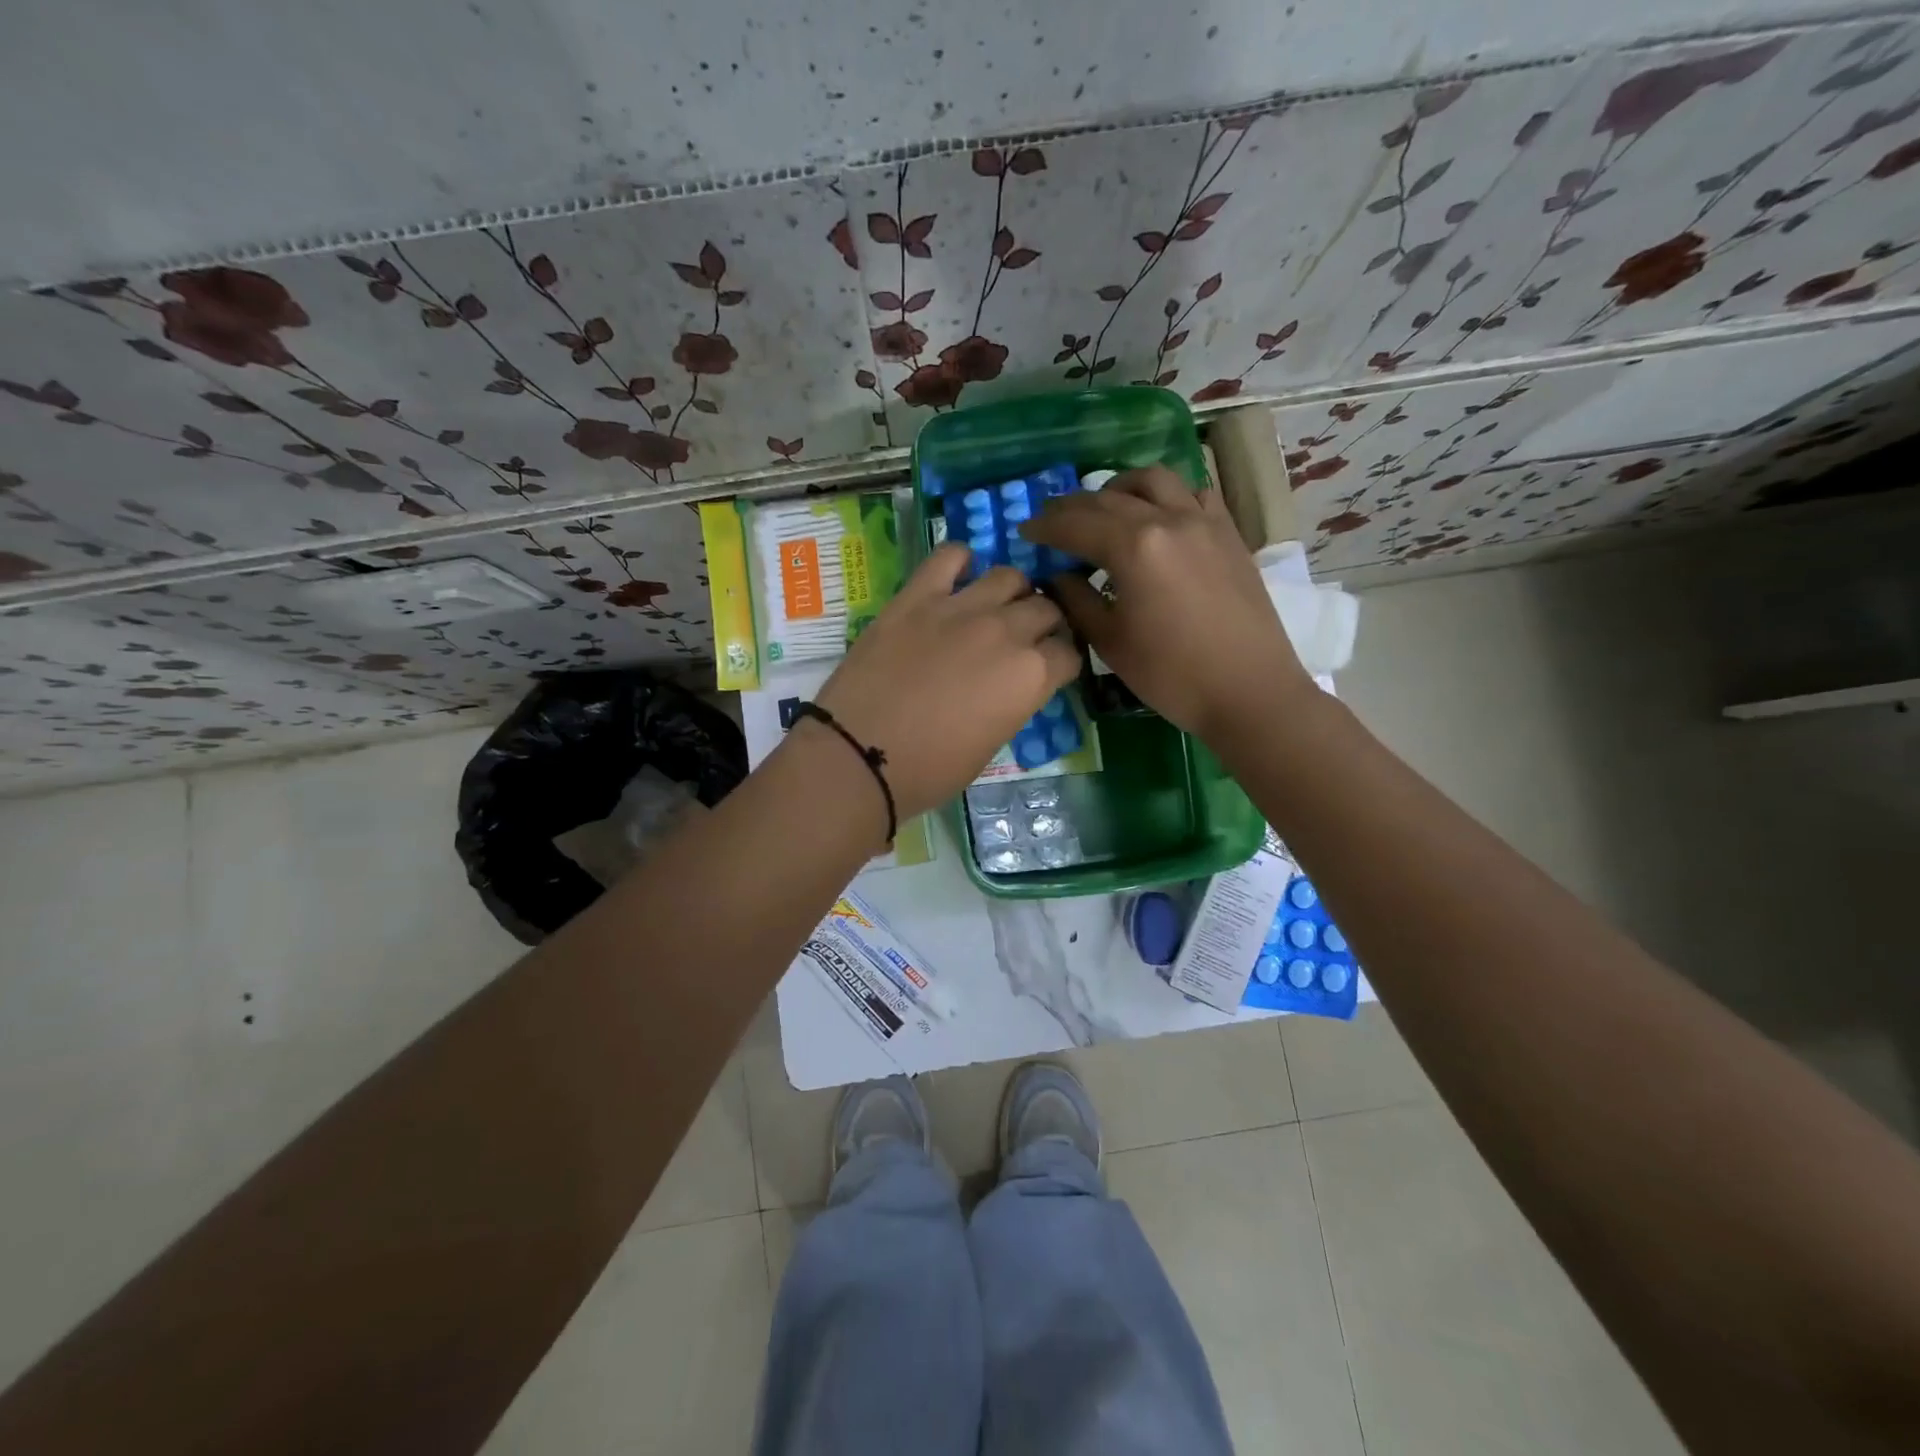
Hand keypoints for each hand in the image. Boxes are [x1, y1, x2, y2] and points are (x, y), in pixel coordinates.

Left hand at [812, 543, 1079, 822]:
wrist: (859, 755)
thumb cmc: (928, 770)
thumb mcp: (990, 745)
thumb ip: (1011, 703)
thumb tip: (1010, 686)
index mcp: (1030, 676)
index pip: (1069, 652)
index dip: (1061, 662)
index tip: (1049, 670)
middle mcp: (1006, 632)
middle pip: (1045, 608)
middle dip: (1043, 624)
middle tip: (1024, 639)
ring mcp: (961, 607)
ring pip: (1009, 576)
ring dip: (1012, 592)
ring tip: (996, 608)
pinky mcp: (917, 596)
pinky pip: (949, 556)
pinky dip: (961, 562)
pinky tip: (957, 579)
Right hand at [1020, 466, 1312, 741]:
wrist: (1249, 691)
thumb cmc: (1172, 675)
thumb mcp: (1111, 643)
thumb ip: (1078, 602)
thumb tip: (1058, 577)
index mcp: (1134, 548)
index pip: (1076, 524)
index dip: (1045, 526)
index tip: (1025, 531)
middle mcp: (1168, 519)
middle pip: (1109, 498)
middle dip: (1074, 507)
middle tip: (1052, 520)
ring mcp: (1204, 521)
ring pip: (1155, 481)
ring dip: (1120, 488)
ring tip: (1105, 508)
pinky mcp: (1229, 534)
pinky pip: (1194, 494)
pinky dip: (1167, 496)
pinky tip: (1159, 518)